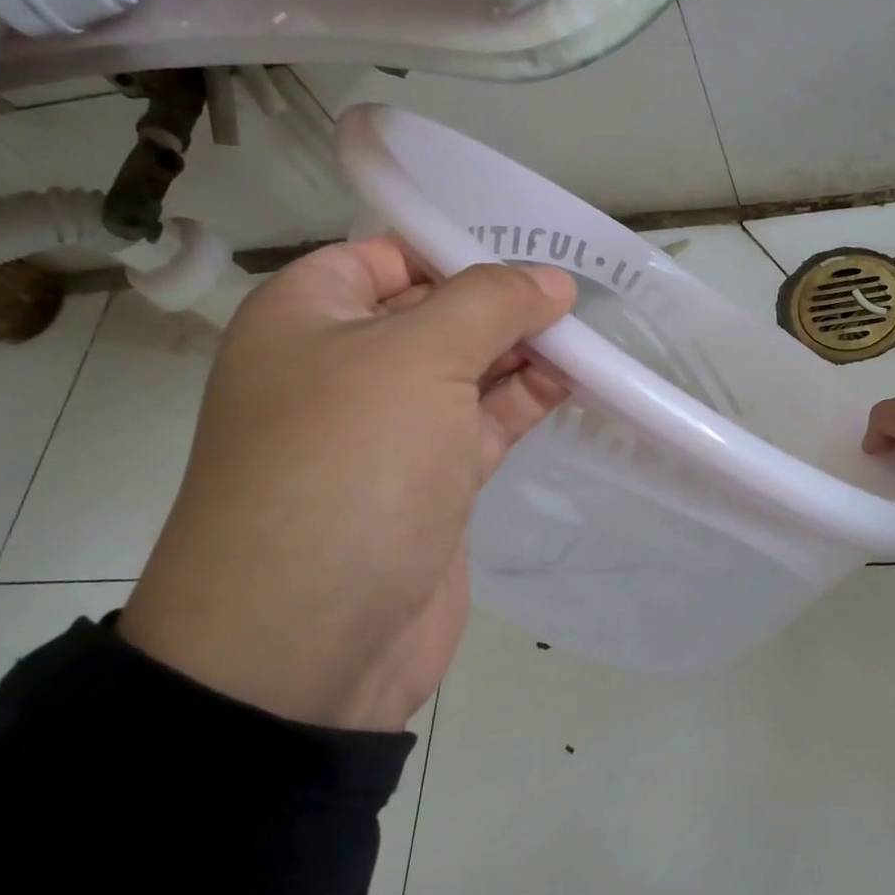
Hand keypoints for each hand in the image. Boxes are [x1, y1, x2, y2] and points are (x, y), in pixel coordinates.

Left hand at [118, 238, 573, 729]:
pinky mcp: (428, 484)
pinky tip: (574, 382)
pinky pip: (481, 424)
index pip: (387, 255)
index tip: (532, 255)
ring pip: (465, 370)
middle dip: (502, 303)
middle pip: (434, 312)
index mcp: (307, 318)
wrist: (307, 645)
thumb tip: (550, 280)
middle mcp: (342, 368)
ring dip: (522, 353)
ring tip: (587, 339)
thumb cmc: (348, 468)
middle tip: (576, 297)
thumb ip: (490, 304)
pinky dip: (525, 401)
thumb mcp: (417, 359)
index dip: (458, 249)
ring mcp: (388, 432)